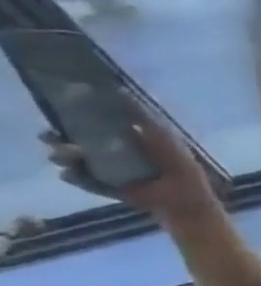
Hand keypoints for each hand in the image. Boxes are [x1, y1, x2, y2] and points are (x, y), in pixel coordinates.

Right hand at [41, 110, 213, 221]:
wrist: (183, 194)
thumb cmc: (177, 161)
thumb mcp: (162, 135)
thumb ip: (142, 117)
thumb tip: (122, 92)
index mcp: (123, 138)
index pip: (90, 125)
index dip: (73, 119)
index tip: (62, 112)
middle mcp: (109, 152)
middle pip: (72, 141)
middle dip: (57, 138)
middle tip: (52, 136)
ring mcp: (104, 170)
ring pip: (71, 160)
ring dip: (64, 156)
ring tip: (68, 155)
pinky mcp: (103, 186)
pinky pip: (80, 180)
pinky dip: (74, 176)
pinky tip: (72, 172)